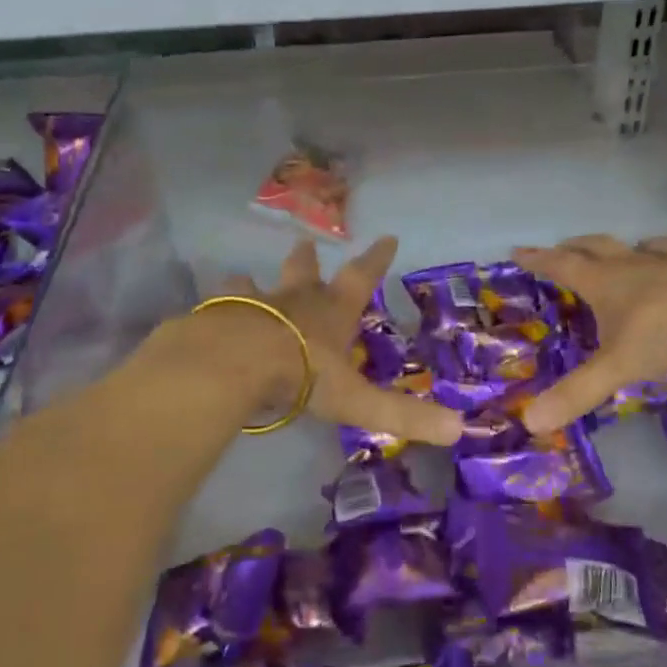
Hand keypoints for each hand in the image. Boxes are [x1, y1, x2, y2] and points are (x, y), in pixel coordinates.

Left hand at [215, 236, 463, 445]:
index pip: (362, 278)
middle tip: (305, 244)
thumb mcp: (358, 400)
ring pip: (255, 286)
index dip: (377, 259)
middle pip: (303, 271)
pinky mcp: (216, 317)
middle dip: (307, 260)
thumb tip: (457, 429)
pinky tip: (208, 314)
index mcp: (332, 313)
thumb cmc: (303, 374)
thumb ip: (403, 415)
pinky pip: (218, 308)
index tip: (387, 237)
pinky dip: (218, 308)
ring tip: (246, 278)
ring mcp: (252, 304)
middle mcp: (294, 300)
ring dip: (254, 283)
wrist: (235, 362)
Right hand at [511, 236, 666, 431]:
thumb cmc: (665, 329)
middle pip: (595, 248)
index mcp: (603, 282)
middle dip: (574, 247)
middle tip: (561, 246)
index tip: (519, 251)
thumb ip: (577, 392)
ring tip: (621, 253)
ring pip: (637, 248)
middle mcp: (631, 264)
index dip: (538, 260)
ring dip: (623, 250)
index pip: (561, 266)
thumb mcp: (616, 365)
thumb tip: (530, 422)